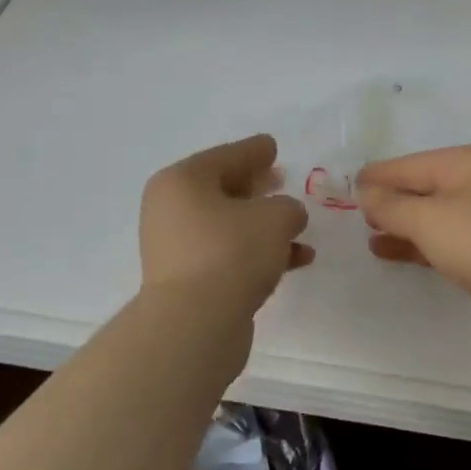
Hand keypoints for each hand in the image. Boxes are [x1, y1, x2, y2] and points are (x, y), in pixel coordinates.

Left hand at [140, 134, 312, 313]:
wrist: (195, 324)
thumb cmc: (232, 252)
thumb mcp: (275, 217)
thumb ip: (288, 208)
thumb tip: (284, 217)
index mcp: (182, 181)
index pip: (225, 156)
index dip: (254, 151)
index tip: (273, 145)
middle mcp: (172, 210)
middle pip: (222, 190)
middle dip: (256, 187)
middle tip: (281, 178)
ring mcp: (178, 248)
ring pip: (230, 226)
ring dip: (265, 226)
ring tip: (299, 226)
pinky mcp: (190, 281)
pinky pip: (230, 256)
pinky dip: (260, 254)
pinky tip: (297, 260)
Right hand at [357, 144, 470, 354]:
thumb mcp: (430, 218)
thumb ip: (392, 204)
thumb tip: (365, 189)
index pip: (412, 164)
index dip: (377, 176)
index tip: (341, 190)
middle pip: (424, 188)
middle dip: (390, 200)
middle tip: (351, 217)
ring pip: (435, 217)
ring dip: (403, 225)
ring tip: (368, 237)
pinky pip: (446, 243)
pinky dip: (420, 246)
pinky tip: (393, 253)